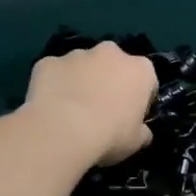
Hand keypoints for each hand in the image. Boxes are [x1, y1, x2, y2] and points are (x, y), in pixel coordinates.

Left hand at [23, 41, 155, 166]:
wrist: (62, 130)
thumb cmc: (109, 135)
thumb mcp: (136, 142)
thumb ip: (142, 131)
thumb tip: (142, 132)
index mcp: (139, 69)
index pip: (146, 80)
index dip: (139, 98)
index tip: (130, 115)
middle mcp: (110, 53)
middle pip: (113, 65)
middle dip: (108, 81)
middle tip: (101, 110)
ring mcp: (77, 54)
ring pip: (82, 65)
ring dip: (80, 80)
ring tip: (71, 110)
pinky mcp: (49, 62)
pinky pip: (54, 72)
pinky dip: (54, 84)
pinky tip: (50, 106)